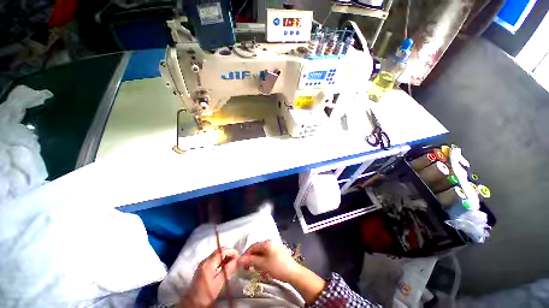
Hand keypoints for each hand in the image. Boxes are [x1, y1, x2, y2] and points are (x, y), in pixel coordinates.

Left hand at [179, 247, 239, 307]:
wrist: (192, 303)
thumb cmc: (206, 295)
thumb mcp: (218, 283)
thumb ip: (228, 270)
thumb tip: (237, 260)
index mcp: (208, 264)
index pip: (221, 251)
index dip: (231, 251)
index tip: (238, 256)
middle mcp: (205, 261)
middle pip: (219, 252)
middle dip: (229, 253)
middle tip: (237, 259)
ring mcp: (203, 264)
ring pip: (217, 255)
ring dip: (225, 257)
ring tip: (233, 263)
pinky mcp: (203, 268)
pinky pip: (214, 260)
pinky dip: (221, 261)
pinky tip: (225, 267)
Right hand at [238, 240, 299, 282]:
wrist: (293, 272)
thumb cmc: (277, 267)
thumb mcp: (262, 264)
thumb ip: (251, 261)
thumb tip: (240, 259)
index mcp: (267, 243)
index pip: (253, 246)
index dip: (246, 254)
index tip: (242, 264)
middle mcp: (271, 242)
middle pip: (258, 248)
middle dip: (252, 257)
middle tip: (248, 267)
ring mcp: (276, 246)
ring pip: (262, 252)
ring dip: (257, 259)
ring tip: (255, 268)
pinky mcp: (279, 252)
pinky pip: (268, 254)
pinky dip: (263, 259)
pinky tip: (263, 267)